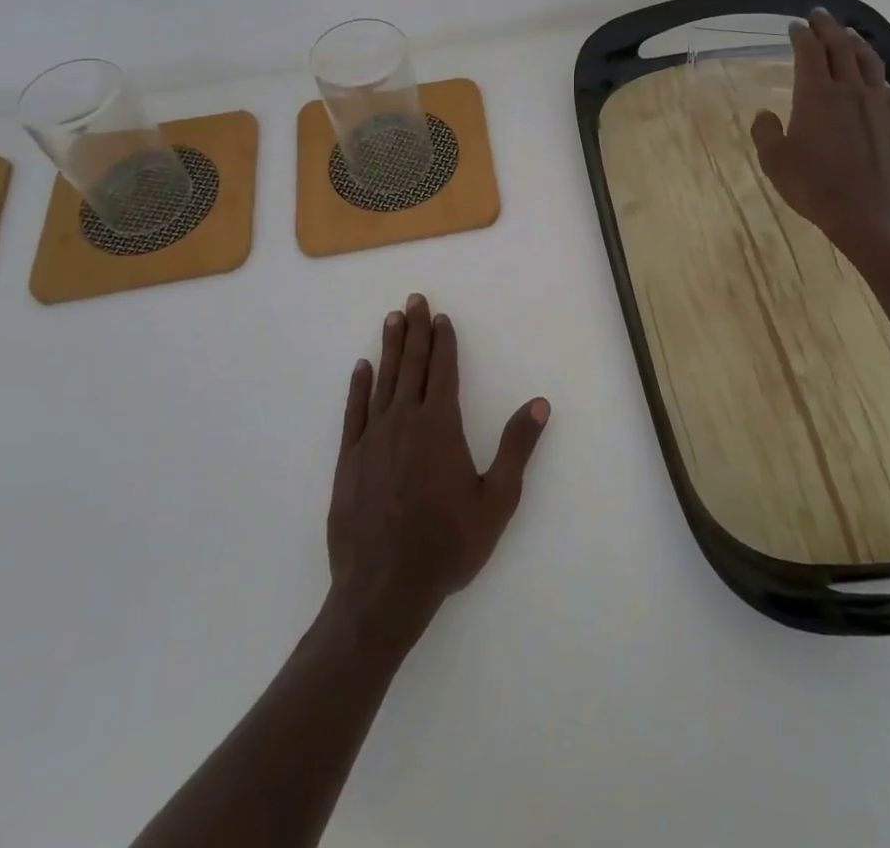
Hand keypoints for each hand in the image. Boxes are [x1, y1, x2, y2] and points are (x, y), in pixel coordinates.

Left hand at [325, 294, 549, 645]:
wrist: (384, 589)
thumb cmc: (447, 545)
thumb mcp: (496, 500)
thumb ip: (517, 448)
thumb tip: (539, 403)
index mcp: (440, 426)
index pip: (444, 371)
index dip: (444, 342)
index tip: (442, 317)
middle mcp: (405, 421)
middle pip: (412, 365)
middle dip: (415, 330)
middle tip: (414, 299)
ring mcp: (373, 438)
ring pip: (383, 380)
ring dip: (389, 347)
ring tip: (392, 318)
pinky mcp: (349, 459)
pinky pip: (354, 411)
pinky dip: (358, 386)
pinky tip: (361, 368)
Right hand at [750, 9, 889, 257]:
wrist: (870, 213)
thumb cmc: (815, 187)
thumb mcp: (775, 162)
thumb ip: (766, 132)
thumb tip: (765, 114)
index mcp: (816, 94)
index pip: (809, 52)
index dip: (801, 35)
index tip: (795, 25)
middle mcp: (850, 89)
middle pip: (840, 46)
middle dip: (827, 27)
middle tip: (819, 14)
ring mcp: (877, 102)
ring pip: (868, 59)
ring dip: (855, 41)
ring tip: (847, 33)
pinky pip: (885, 83)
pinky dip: (874, 70)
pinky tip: (872, 75)